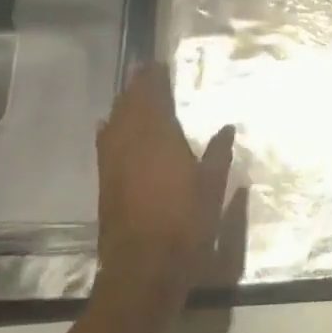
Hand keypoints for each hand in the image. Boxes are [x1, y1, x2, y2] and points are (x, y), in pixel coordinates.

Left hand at [94, 64, 235, 307]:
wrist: (144, 267)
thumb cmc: (186, 225)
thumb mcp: (213, 188)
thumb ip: (218, 154)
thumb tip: (226, 128)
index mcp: (160, 139)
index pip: (153, 98)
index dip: (154, 80)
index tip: (158, 64)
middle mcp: (132, 143)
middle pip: (130, 105)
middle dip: (137, 87)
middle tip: (144, 71)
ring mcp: (114, 162)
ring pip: (114, 122)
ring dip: (123, 105)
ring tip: (130, 93)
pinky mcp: (105, 181)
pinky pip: (105, 142)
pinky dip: (109, 127)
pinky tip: (108, 125)